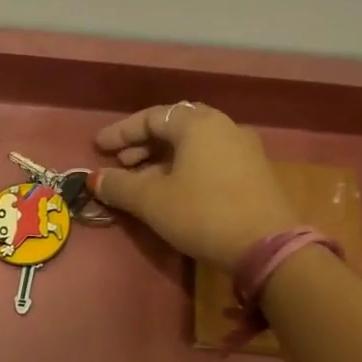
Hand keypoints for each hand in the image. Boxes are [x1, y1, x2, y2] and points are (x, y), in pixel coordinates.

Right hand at [91, 103, 298, 265]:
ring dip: (161, 159)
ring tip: (140, 181)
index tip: (98, 148)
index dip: (121, 132)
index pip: (151, 117)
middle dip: (142, 144)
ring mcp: (242, 149)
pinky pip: (208, 159)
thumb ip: (120, 186)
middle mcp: (223, 127)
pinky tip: (171, 191)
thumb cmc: (202, 213)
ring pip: (192, 145)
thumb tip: (96, 179)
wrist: (266, 245)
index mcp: (198, 124)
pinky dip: (183, 168)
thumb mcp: (152, 201)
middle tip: (120, 163)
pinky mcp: (252, 172)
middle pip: (174, 127)